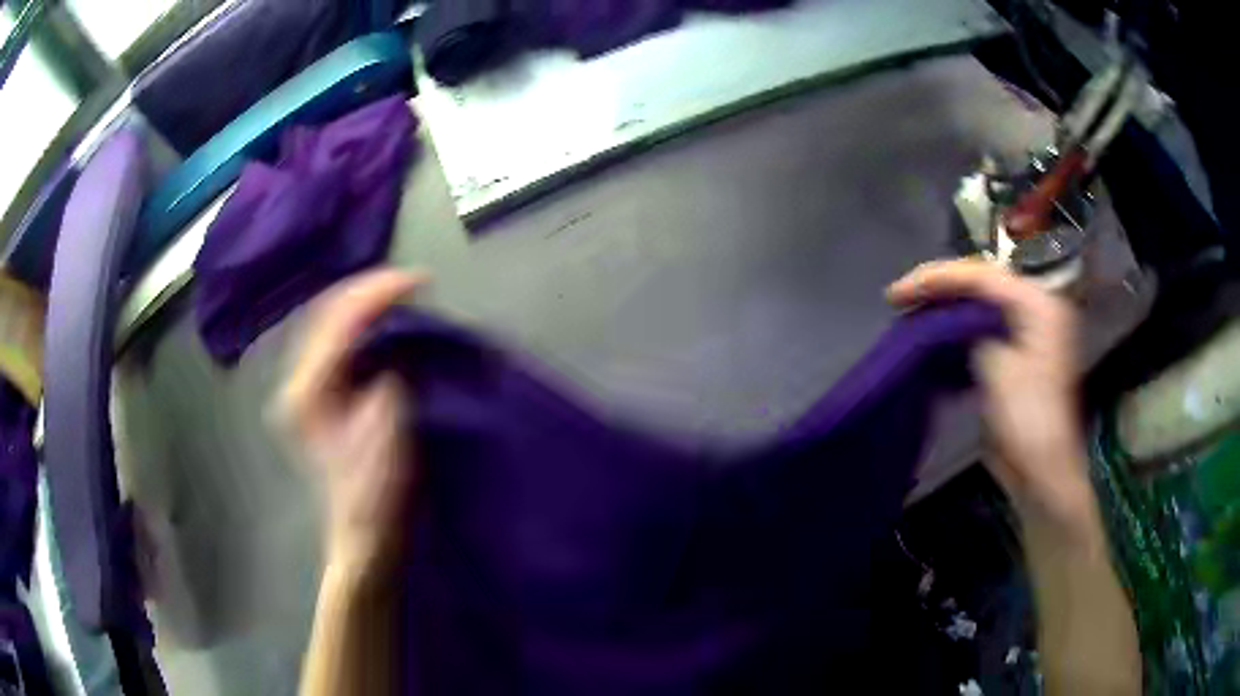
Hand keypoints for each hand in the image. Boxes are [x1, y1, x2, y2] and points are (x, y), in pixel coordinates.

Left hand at [274, 269, 427, 576]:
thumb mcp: (385, 441)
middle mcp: (299, 381)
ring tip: (405, 297)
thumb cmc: (375, 496)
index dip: (379, 293)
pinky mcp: (322, 395)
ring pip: (333, 324)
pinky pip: (341, 342)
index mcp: (308, 391)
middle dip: (372, 291)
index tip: (421, 282)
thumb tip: (395, 355)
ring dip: (369, 305)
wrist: (364, 534)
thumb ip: (386, 389)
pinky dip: (367, 326)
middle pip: (329, 312)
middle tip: (415, 284)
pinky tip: (389, 326)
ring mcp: (308, 387)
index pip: (339, 320)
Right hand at [887, 259, 1093, 521]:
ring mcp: (1024, 332)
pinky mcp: (1013, 355)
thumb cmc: (1029, 421)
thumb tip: (949, 322)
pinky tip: (930, 339)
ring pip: (977, 305)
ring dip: (943, 309)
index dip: (936, 278)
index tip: (897, 294)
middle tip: (899, 299)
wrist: (1043, 473)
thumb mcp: (1000, 370)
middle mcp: (1033, 308)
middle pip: (979, 284)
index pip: (981, 275)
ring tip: (908, 313)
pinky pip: (980, 330)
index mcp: (1038, 303)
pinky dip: (954, 332)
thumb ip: (975, 333)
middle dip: (938, 289)